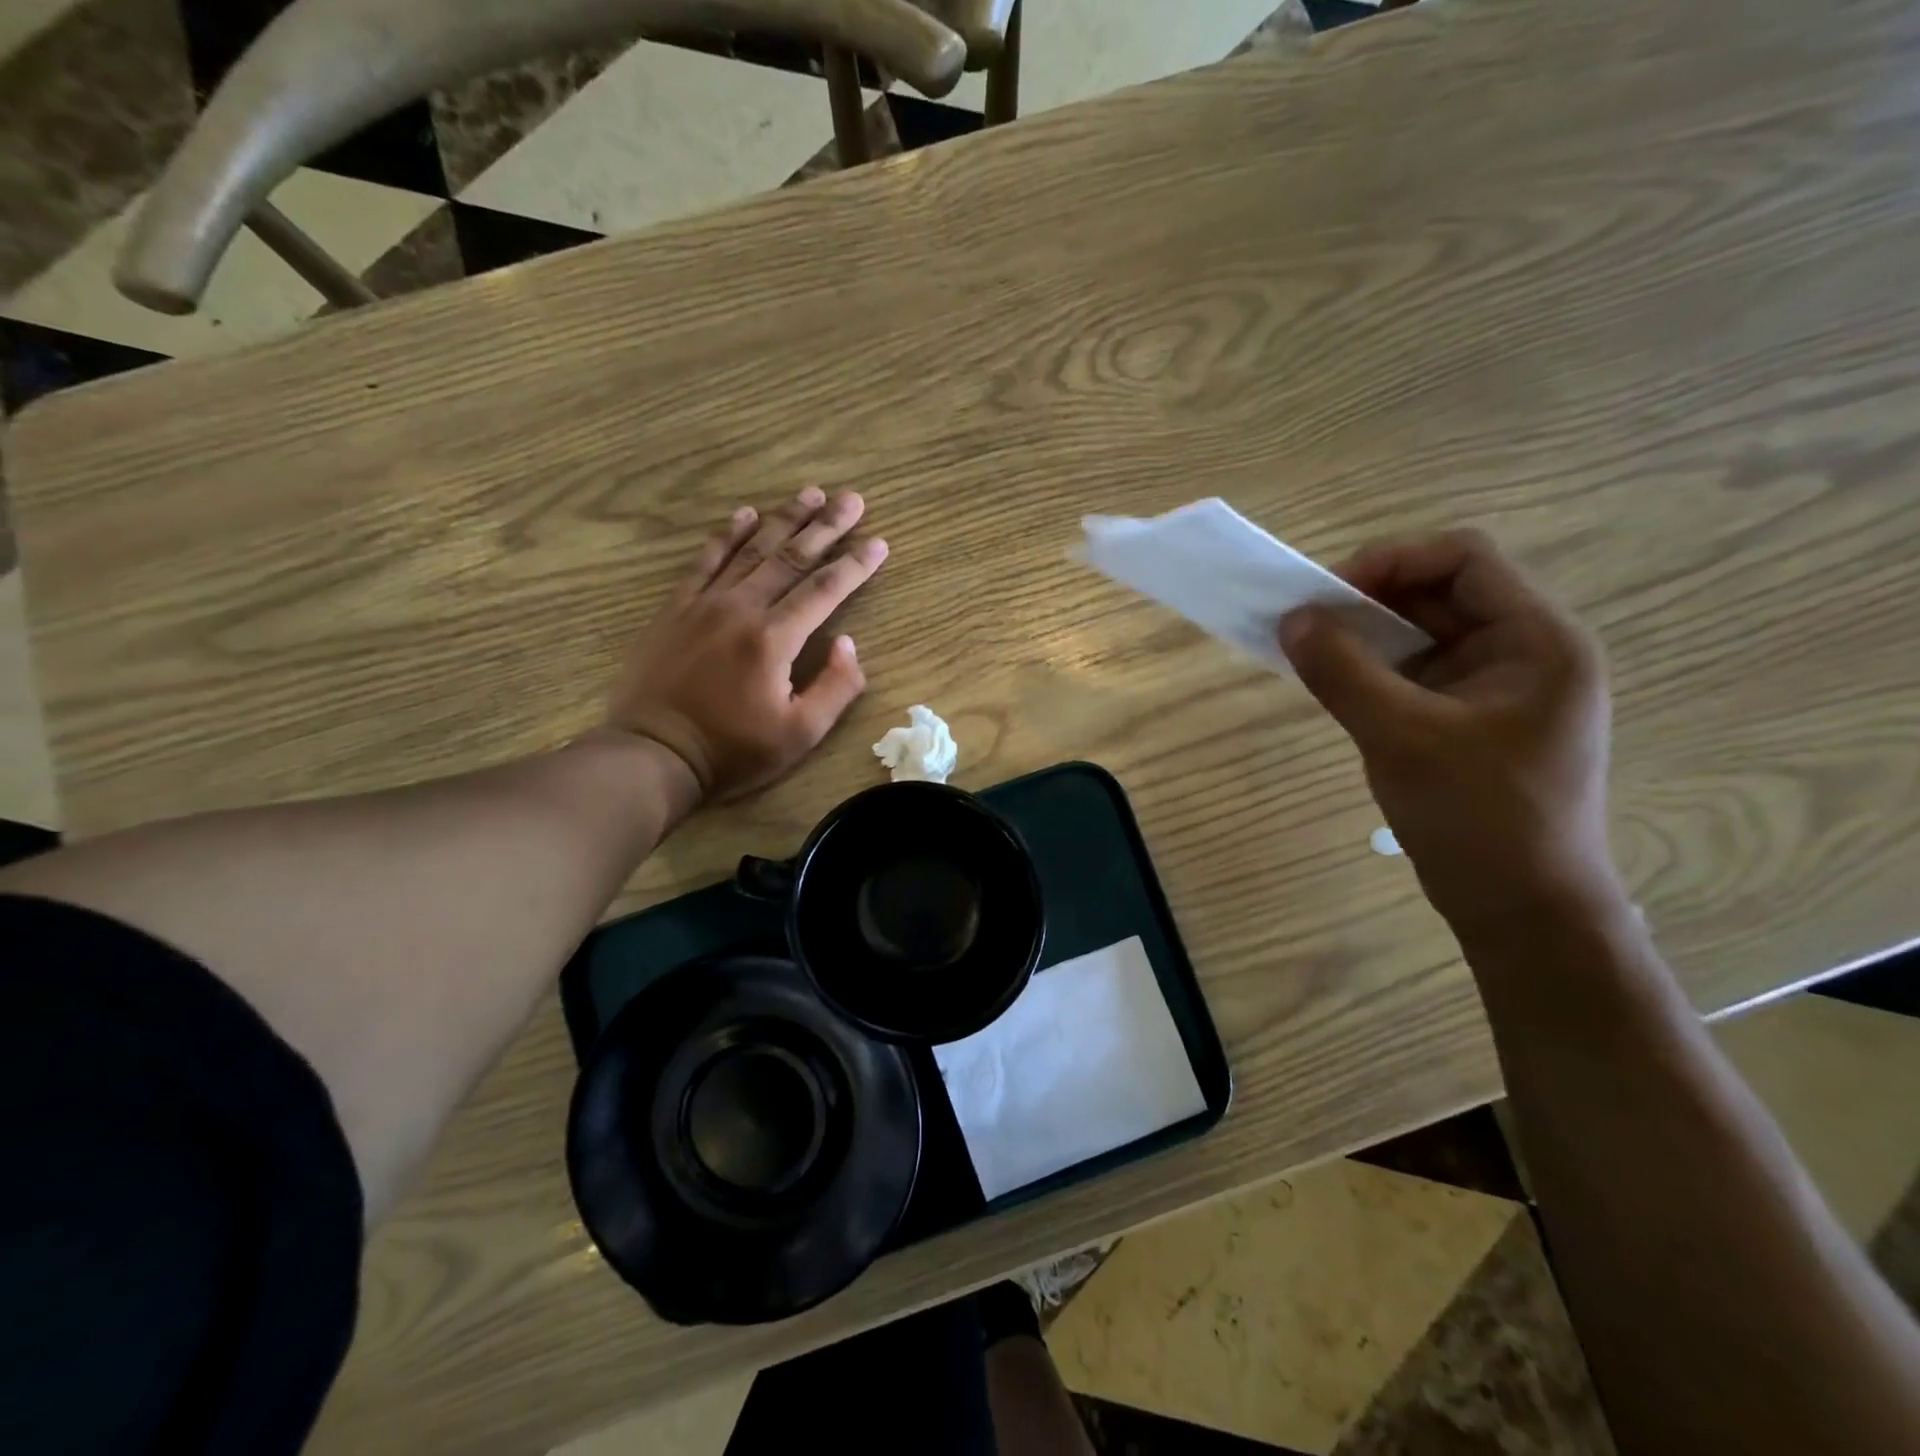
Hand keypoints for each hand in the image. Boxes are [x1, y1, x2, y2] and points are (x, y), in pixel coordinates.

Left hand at [607, 489, 887, 801]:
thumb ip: (835, 687)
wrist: (654, 753)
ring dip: (784, 519)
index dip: (855, 565)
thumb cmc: (733, 750)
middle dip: (826, 526)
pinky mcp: (677, 609)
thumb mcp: (800, 734)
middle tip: (852, 499)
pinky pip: (706, 562)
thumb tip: (848, 644)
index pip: (825, 590)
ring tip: (810, 493)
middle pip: (792, 558)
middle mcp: (742, 609)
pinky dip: (727, 536)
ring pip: (752, 550)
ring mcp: (705, 604)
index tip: (879, 541)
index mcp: (775, 639)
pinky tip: (744, 515)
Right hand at [1279, 529, 1620, 934]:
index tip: (1328, 595)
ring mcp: (1497, 687)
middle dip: (1370, 599)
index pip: (1464, 559)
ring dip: (1366, 635)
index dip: (1392, 560)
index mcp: (1538, 641)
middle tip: (1308, 624)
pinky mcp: (1469, 719)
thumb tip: (1291, 619)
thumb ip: (1342, 672)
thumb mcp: (1402, 738)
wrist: (1522, 910)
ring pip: (1423, 633)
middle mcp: (1524, 651)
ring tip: (1313, 654)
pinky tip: (1337, 687)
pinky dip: (1372, 669)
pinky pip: (1415, 672)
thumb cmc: (1479, 819)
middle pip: (1440, 592)